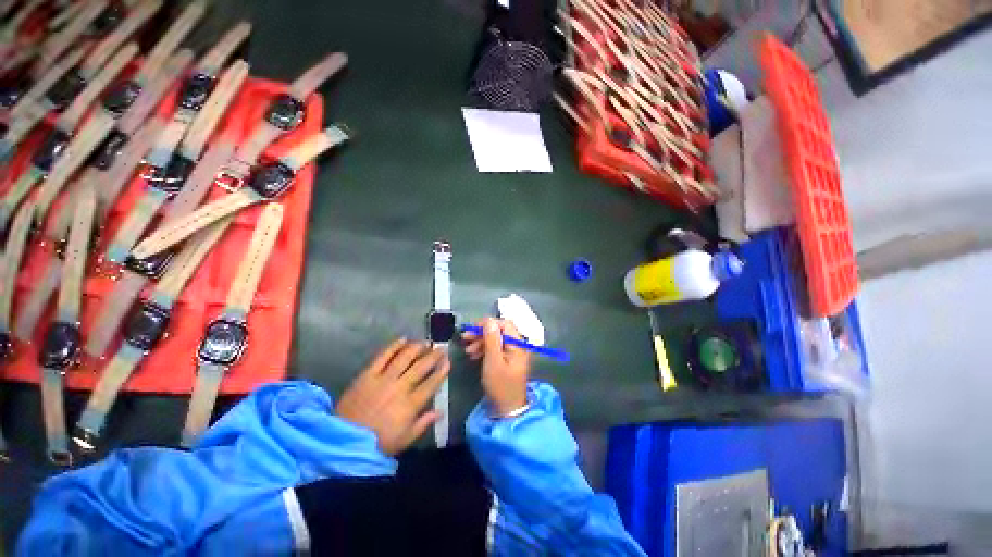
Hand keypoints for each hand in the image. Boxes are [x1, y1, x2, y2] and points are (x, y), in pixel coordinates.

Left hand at [337, 338, 450, 454]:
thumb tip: (440, 411)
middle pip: (421, 367)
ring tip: (425, 343)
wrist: (344, 441)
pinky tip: (402, 339)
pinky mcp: (368, 374)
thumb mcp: (404, 439)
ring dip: (417, 348)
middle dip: (433, 356)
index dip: (441, 371)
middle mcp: (400, 387)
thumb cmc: (378, 443)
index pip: (431, 383)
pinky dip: (394, 346)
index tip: (448, 362)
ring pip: (404, 357)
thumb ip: (423, 423)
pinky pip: (383, 356)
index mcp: (410, 404)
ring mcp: (383, 379)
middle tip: (441, 348)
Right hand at [463, 318, 531, 415]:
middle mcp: (517, 345)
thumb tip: (489, 320)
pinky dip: (485, 349)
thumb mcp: (493, 361)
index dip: (487, 323)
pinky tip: (474, 355)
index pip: (504, 324)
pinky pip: (496, 348)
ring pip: (496, 339)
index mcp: (518, 344)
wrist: (507, 409)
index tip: (472, 329)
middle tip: (465, 338)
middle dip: (482, 333)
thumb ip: (491, 339)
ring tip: (468, 350)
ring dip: (481, 341)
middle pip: (499, 331)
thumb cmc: (501, 385)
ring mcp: (513, 352)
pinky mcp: (508, 359)